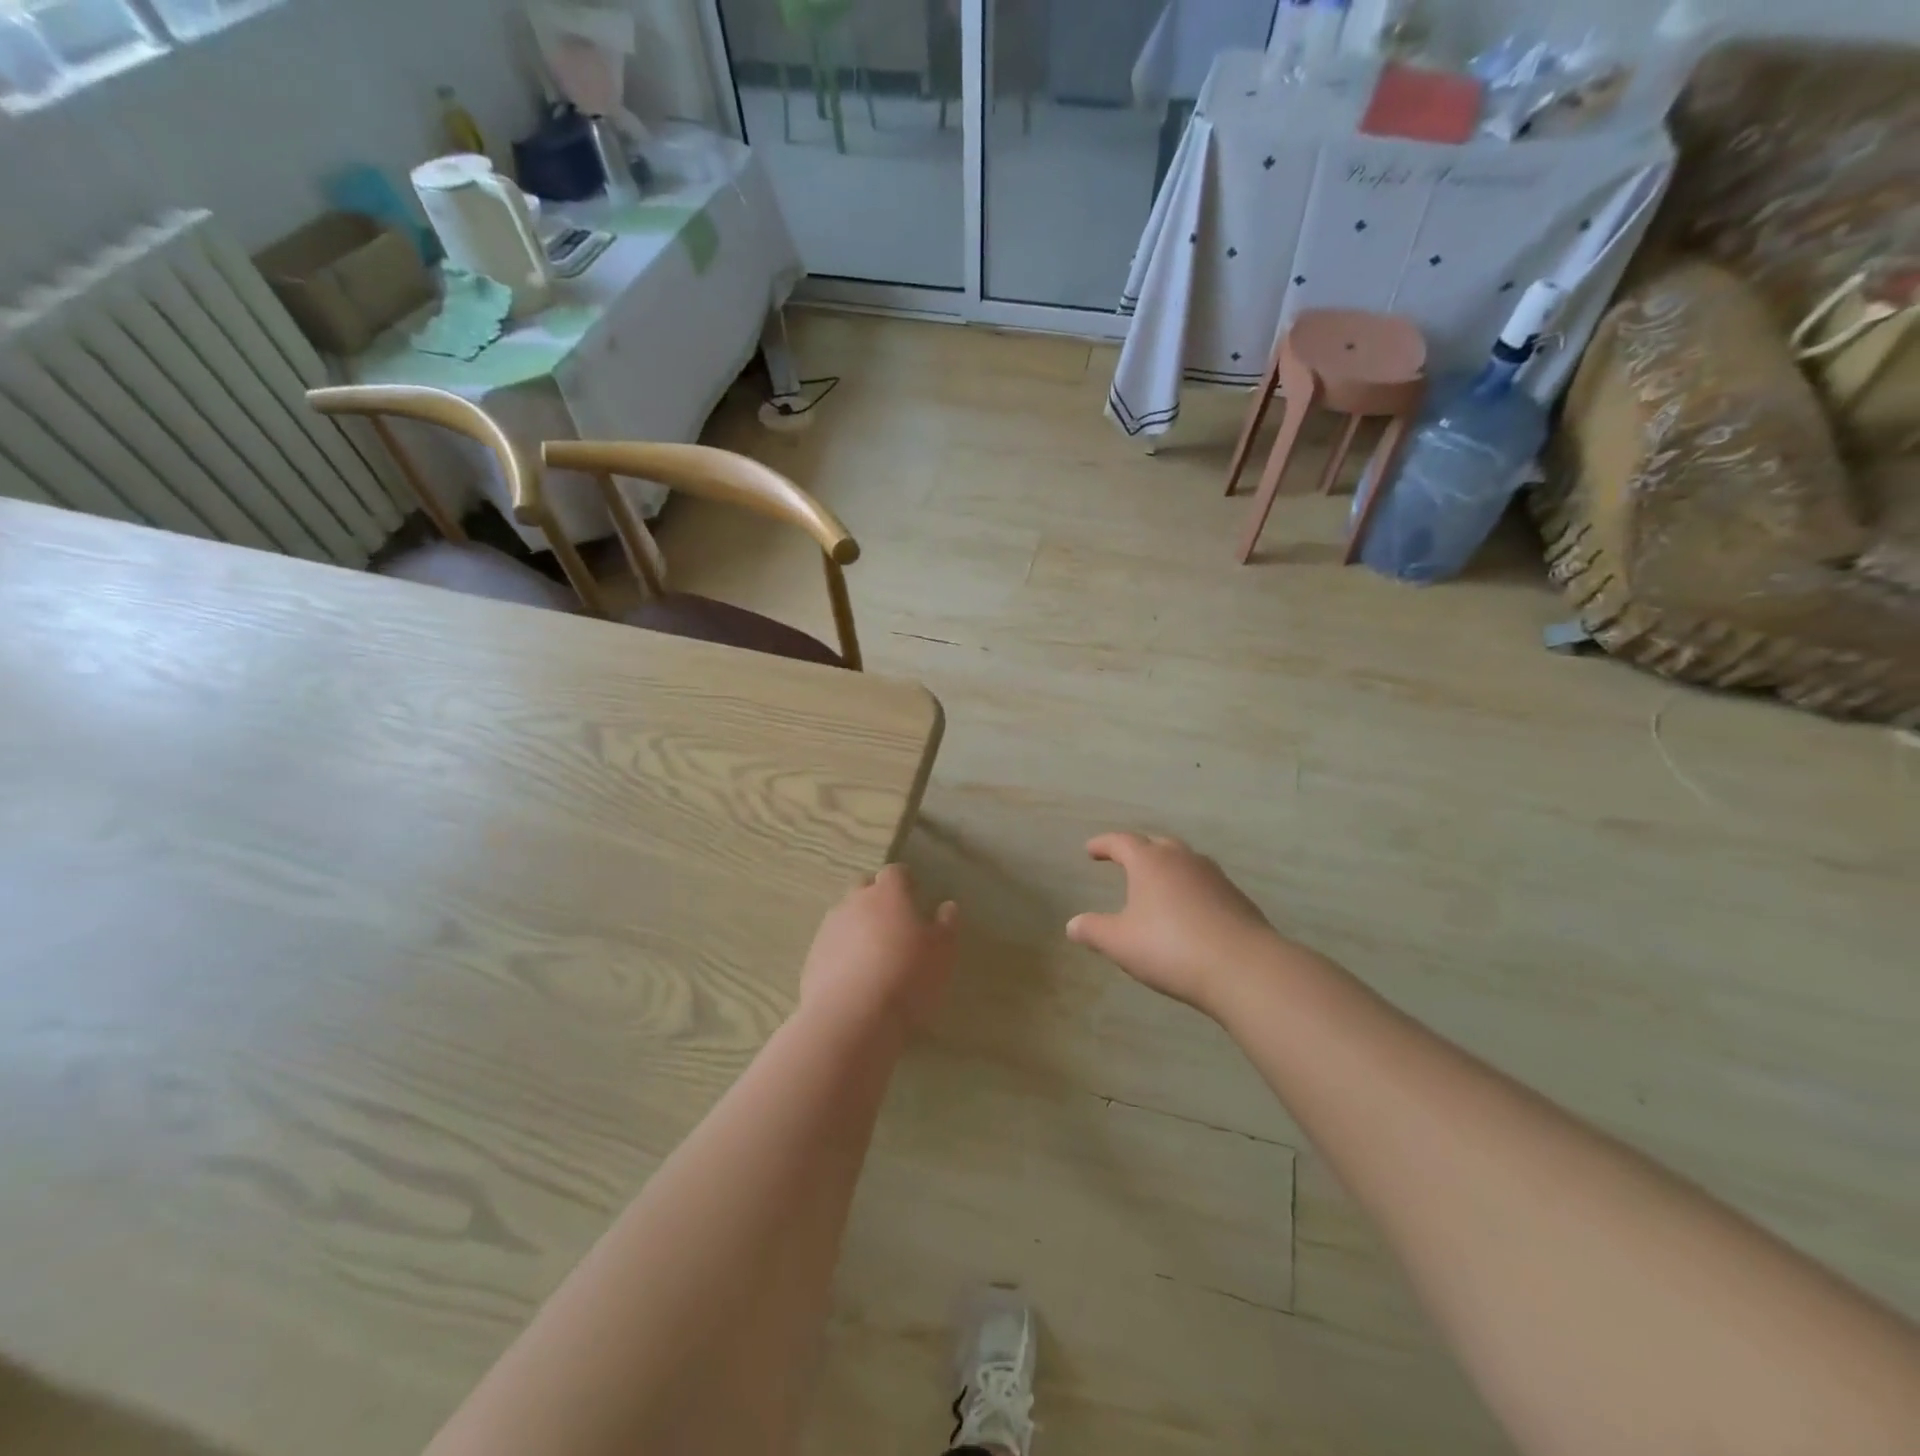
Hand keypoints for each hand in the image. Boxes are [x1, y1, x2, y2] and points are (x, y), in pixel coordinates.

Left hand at [800, 864, 958, 1035]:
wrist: (851, 1018)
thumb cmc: (907, 977)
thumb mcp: (942, 954)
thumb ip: (946, 926)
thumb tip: (947, 906)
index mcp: (888, 894)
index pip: (895, 872)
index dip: (905, 881)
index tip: (915, 894)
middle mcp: (854, 902)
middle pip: (864, 887)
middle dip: (877, 897)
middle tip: (894, 921)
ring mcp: (829, 928)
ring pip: (845, 915)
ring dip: (858, 925)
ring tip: (874, 952)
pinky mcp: (812, 957)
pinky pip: (831, 944)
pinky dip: (842, 951)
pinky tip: (854, 976)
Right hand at [1067, 833, 1280, 1015]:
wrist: (1243, 968)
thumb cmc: (1170, 948)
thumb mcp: (1119, 943)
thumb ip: (1093, 930)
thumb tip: (1072, 925)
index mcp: (1150, 862)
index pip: (1121, 842)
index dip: (1103, 844)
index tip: (1091, 850)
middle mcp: (1183, 859)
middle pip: (1156, 844)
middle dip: (1138, 850)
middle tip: (1125, 860)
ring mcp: (1214, 876)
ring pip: (1185, 861)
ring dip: (1167, 867)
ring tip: (1157, 884)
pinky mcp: (1236, 898)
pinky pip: (1205, 884)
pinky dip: (1190, 889)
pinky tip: (1189, 911)